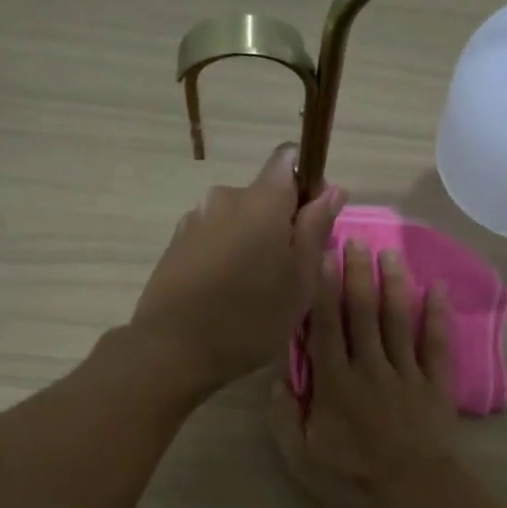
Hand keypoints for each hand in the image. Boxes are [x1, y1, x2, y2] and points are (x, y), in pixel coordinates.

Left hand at [130, 143, 345, 392]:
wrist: (173, 348)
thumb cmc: (251, 316)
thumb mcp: (301, 279)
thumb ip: (316, 229)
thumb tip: (333, 189)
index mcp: (262, 199)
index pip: (289, 159)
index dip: (307, 184)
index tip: (313, 222)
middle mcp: (225, 197)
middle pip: (263, 195)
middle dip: (281, 222)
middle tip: (290, 272)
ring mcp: (195, 219)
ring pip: (238, 219)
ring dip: (252, 241)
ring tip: (255, 289)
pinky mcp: (176, 243)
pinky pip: (214, 237)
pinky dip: (226, 255)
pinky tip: (226, 293)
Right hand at [268, 241, 459, 507]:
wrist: (414, 495)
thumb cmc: (354, 479)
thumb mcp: (302, 459)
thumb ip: (284, 418)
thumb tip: (276, 379)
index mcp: (335, 383)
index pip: (326, 326)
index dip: (322, 290)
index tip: (320, 256)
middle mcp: (369, 367)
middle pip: (363, 313)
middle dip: (357, 274)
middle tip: (354, 240)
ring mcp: (406, 372)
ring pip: (398, 320)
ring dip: (393, 284)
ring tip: (389, 253)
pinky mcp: (435, 384)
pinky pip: (436, 344)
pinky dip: (437, 315)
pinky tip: (436, 288)